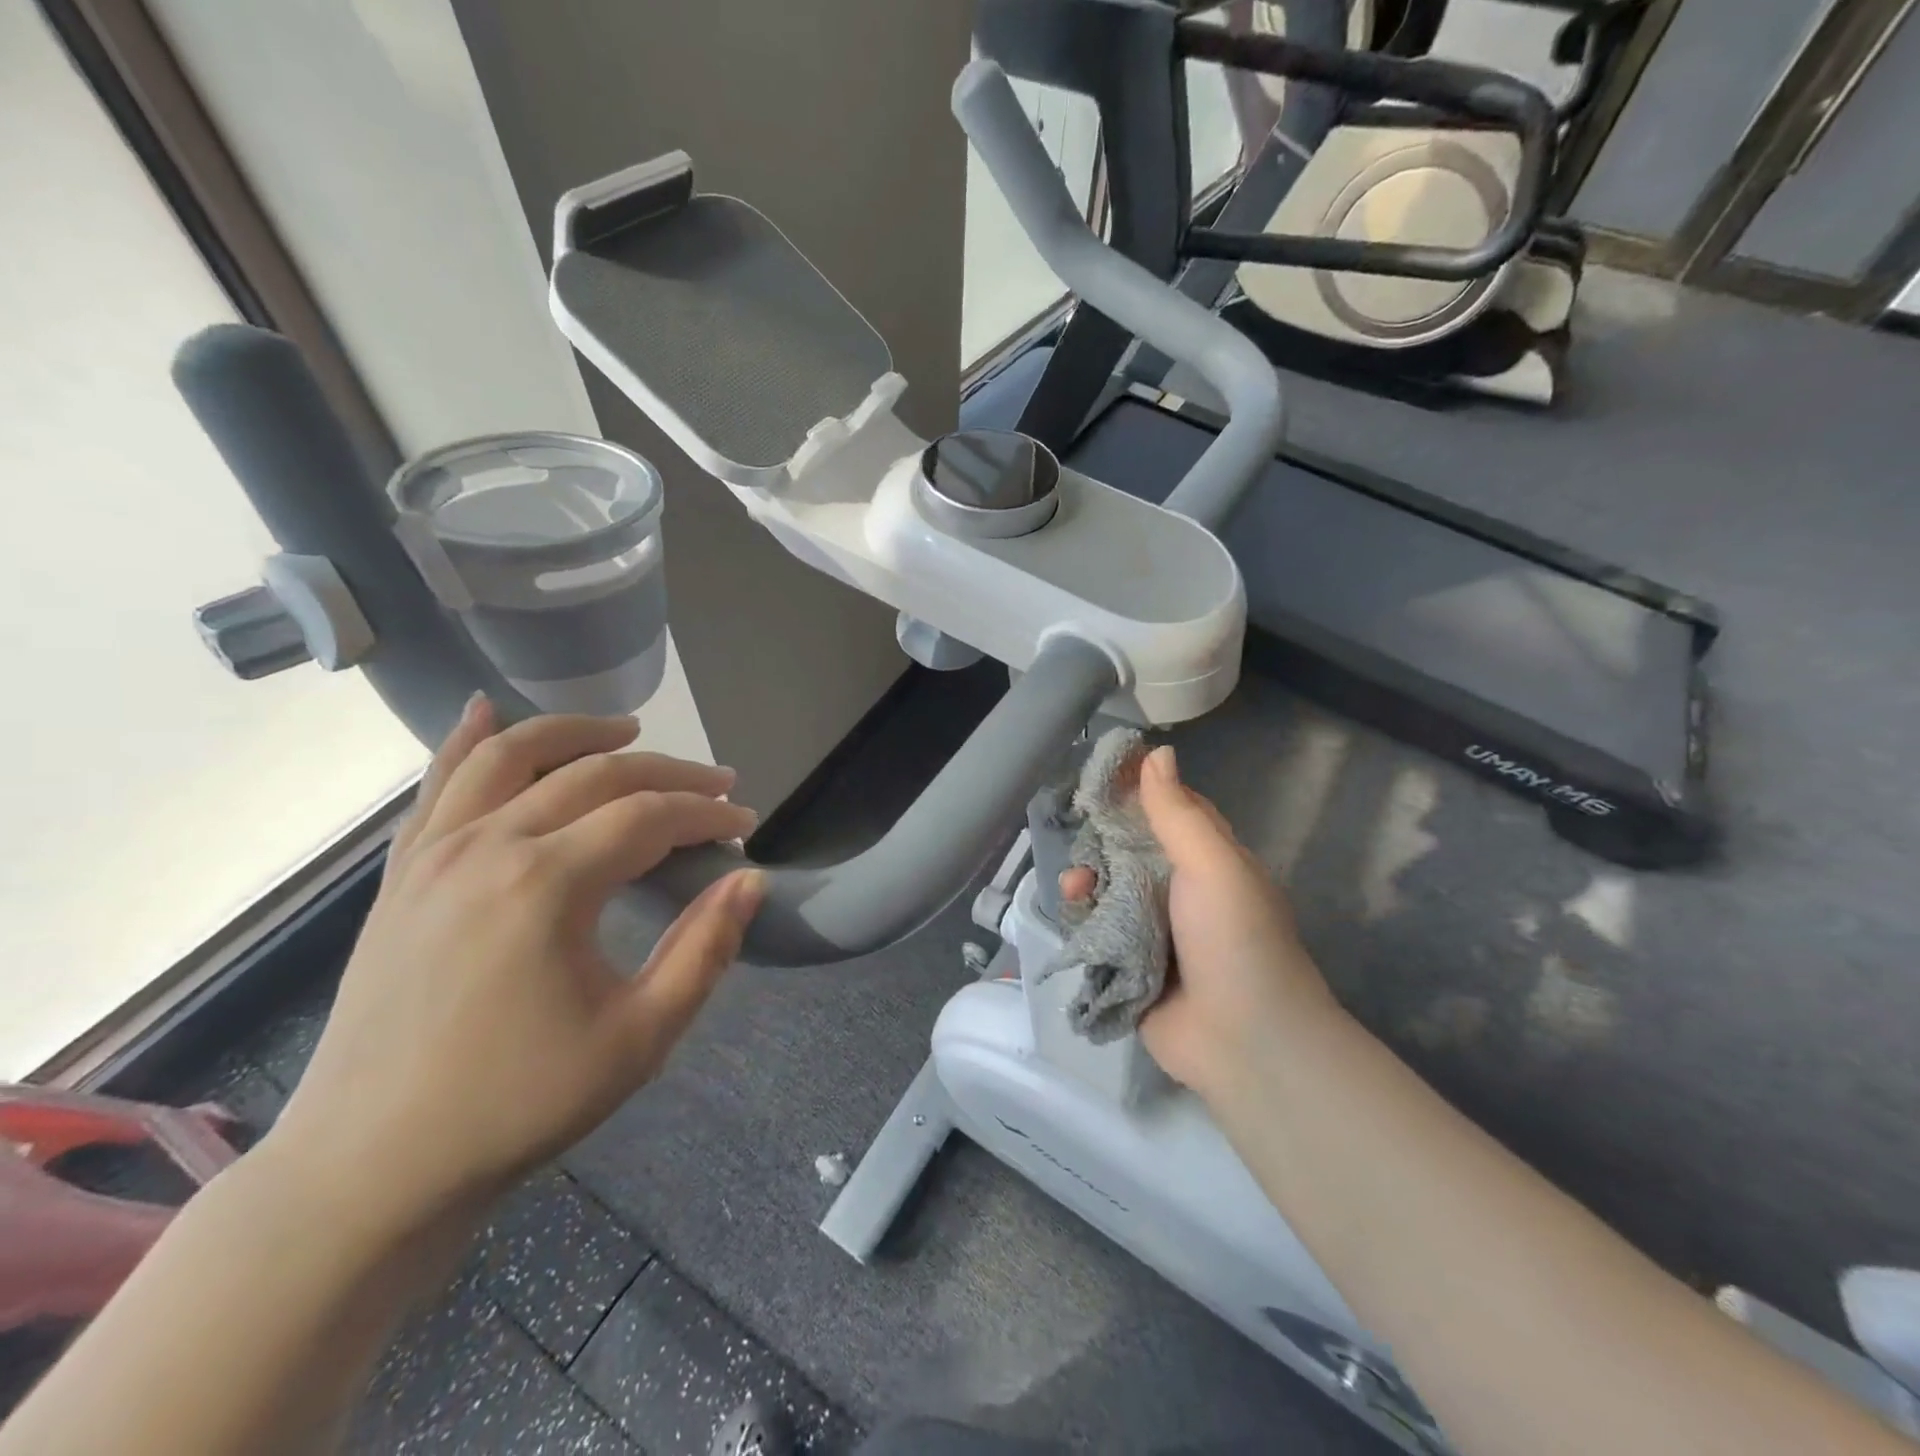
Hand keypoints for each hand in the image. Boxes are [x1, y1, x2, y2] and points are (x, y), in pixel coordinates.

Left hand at [263, 695, 762, 1240]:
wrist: (372, 1164)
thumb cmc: (518, 1103)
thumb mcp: (640, 1038)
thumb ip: (705, 949)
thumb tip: (751, 880)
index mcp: (547, 885)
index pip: (649, 816)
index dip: (707, 812)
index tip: (745, 823)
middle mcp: (488, 847)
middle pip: (595, 776)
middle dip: (668, 773)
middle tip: (716, 784)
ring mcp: (434, 854)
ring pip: (512, 755)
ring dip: (576, 732)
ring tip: (626, 730)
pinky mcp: (403, 873)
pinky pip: (439, 785)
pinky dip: (469, 741)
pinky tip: (486, 710)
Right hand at [1061, 745, 1336, 1097]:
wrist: (1245, 1042)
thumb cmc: (1236, 939)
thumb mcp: (1213, 865)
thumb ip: (1178, 812)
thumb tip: (1159, 752)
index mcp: (1211, 861)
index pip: (1171, 810)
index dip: (1138, 788)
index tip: (1099, 770)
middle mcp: (1182, 891)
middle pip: (1132, 849)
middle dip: (1102, 838)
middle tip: (1079, 830)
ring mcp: (1156, 930)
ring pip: (1109, 890)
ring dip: (1088, 880)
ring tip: (1077, 887)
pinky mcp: (1130, 966)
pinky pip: (1098, 931)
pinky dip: (1084, 919)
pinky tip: (1076, 914)